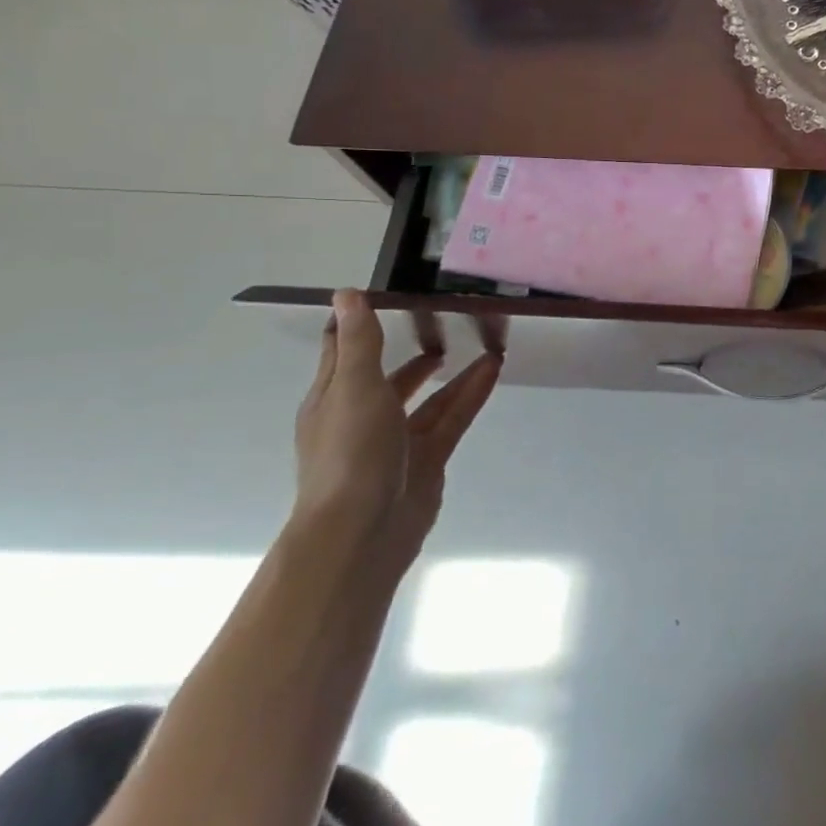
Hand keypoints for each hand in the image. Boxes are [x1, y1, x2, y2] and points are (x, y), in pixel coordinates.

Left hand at [293, 290, 502, 566]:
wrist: (364, 531)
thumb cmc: (351, 453)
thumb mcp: (355, 387)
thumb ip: (359, 342)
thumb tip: (346, 293)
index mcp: (333, 398)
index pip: (344, 350)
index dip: (361, 322)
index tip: (389, 293)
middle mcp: (362, 416)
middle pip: (389, 375)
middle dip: (412, 350)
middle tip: (445, 320)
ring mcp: (396, 441)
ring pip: (428, 397)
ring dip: (452, 372)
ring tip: (481, 343)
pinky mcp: (427, 459)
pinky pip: (452, 418)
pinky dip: (471, 394)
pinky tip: (492, 371)